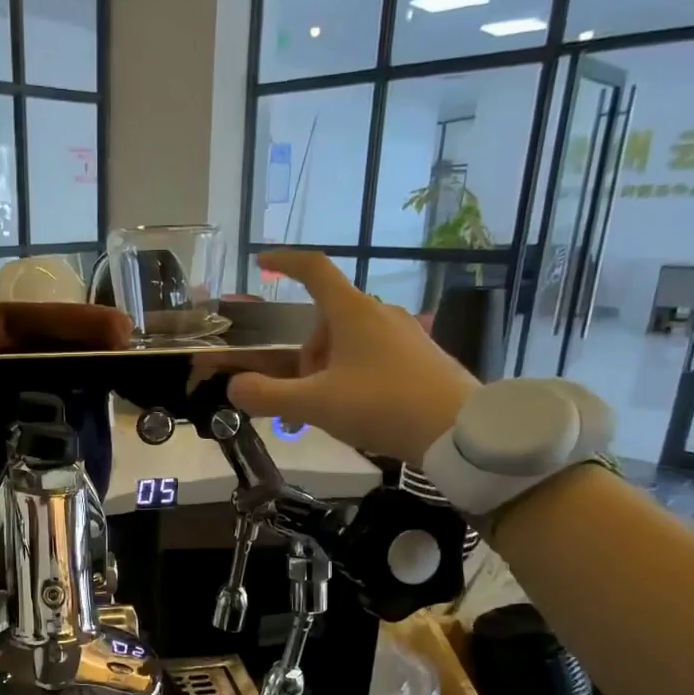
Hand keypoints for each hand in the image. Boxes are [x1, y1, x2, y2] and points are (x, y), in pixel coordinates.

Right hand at [228, 252, 478, 464]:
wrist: (459, 432)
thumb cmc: (382, 406)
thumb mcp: (315, 405)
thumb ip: (268, 395)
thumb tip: (234, 387)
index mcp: (354, 313)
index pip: (314, 270)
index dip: (285, 262)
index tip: (262, 262)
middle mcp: (381, 314)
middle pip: (327, 319)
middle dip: (305, 352)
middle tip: (299, 393)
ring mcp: (406, 334)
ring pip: (351, 340)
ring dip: (327, 368)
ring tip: (327, 409)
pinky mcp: (423, 357)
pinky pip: (374, 356)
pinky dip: (353, 375)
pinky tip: (359, 410)